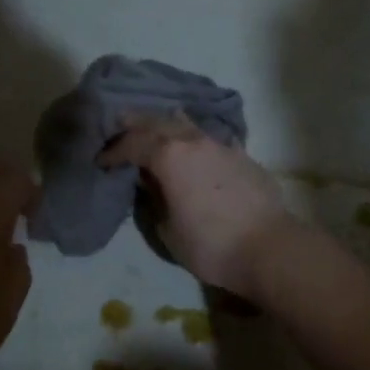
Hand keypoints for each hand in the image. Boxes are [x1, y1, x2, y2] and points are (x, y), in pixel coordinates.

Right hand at [99, 113, 292, 299]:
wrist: (268, 247)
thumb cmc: (210, 244)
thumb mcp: (168, 228)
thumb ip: (154, 198)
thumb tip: (150, 181)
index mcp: (169, 156)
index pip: (133, 144)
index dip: (113, 151)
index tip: (101, 161)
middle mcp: (194, 141)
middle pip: (158, 122)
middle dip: (135, 125)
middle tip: (119, 127)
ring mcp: (221, 145)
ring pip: (187, 124)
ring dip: (166, 125)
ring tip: (155, 130)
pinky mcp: (242, 156)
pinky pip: (210, 139)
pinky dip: (194, 139)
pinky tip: (194, 147)